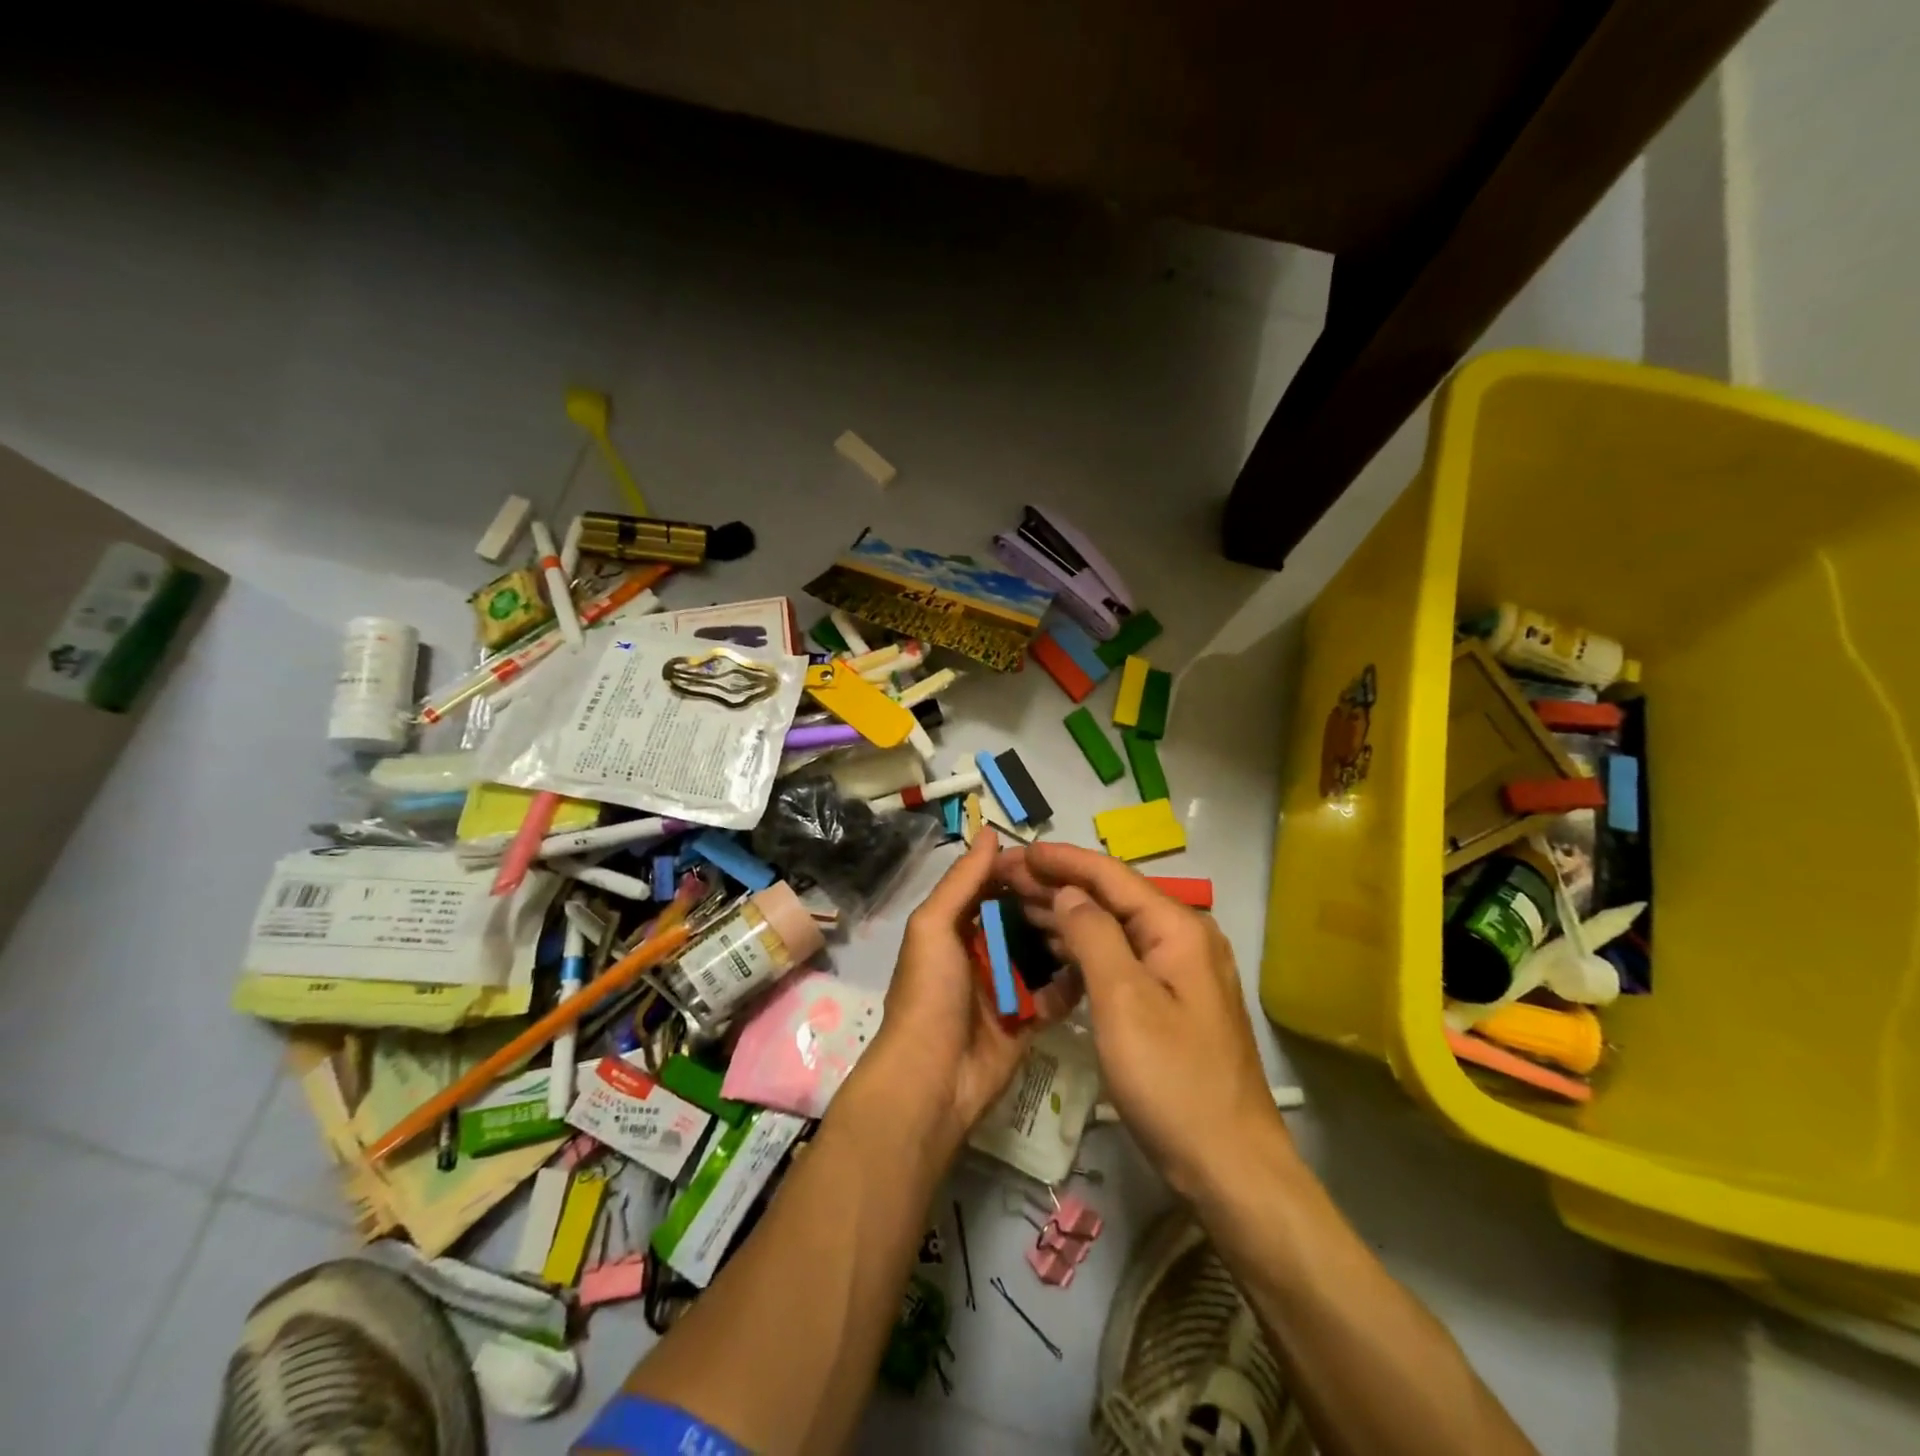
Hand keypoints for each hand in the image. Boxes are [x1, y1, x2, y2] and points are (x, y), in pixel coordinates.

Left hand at [869, 829, 1081, 1150]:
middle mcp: (980, 952)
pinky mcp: (1026, 1020)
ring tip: (1102, 920)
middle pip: (1022, 919)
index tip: (1059, 858)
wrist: (932, 1079)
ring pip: (1042, 953)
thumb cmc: (929, 993)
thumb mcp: (934, 926)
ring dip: (1065, 938)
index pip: (992, 888)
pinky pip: (1055, 994)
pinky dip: (1072, 981)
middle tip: (1091, 890)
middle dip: (1050, 904)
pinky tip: (1099, 962)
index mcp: (954, 927)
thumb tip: (989, 832)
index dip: (1021, 872)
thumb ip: (962, 881)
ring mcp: (1005, 988)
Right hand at [995, 842, 1285, 1200]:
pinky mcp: (1170, 1001)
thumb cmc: (1173, 1080)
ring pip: (1113, 928)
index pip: (1110, 875)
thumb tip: (1069, 892)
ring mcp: (1178, 971)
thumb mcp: (1124, 1001)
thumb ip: (1094, 935)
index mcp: (1177, 928)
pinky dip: (1083, 950)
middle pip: (1111, 897)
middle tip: (1004, 878)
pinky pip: (1119, 959)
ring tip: (1016, 905)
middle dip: (1057, 884)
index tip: (1017, 850)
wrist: (1230, 1166)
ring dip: (1066, 915)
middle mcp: (1182, 938)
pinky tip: (1051, 951)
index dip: (1061, 860)